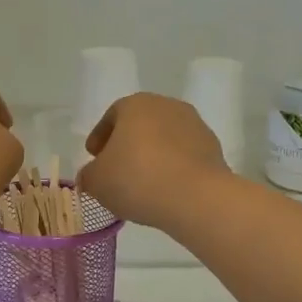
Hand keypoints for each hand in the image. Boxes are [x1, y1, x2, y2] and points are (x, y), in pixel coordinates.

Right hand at [78, 93, 231, 230]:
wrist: (196, 197)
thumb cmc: (137, 179)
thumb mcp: (97, 181)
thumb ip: (88, 175)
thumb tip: (91, 175)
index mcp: (135, 104)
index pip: (111, 116)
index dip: (100, 137)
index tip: (94, 157)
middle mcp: (167, 106)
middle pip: (140, 125)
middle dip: (127, 145)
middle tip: (117, 169)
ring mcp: (194, 125)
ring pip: (164, 139)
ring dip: (152, 156)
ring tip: (143, 183)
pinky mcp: (213, 148)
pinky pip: (183, 156)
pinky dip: (173, 167)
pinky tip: (165, 188)